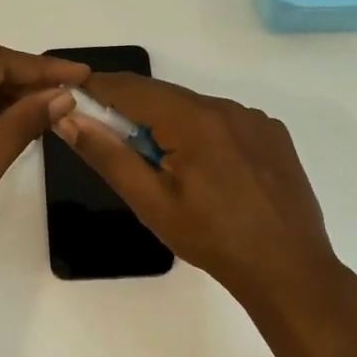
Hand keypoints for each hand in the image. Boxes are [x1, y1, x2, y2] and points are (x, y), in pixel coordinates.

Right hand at [51, 72, 344, 311]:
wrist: (287, 268)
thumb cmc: (212, 239)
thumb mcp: (151, 202)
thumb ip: (108, 155)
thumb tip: (69, 119)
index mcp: (196, 120)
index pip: (133, 88)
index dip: (99, 88)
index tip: (72, 95)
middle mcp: (228, 108)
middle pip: (165, 96)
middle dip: (132, 110)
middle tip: (109, 137)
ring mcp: (256, 119)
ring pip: (195, 109)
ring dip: (168, 124)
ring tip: (160, 165)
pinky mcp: (273, 135)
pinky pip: (224, 122)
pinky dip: (201, 134)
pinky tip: (203, 171)